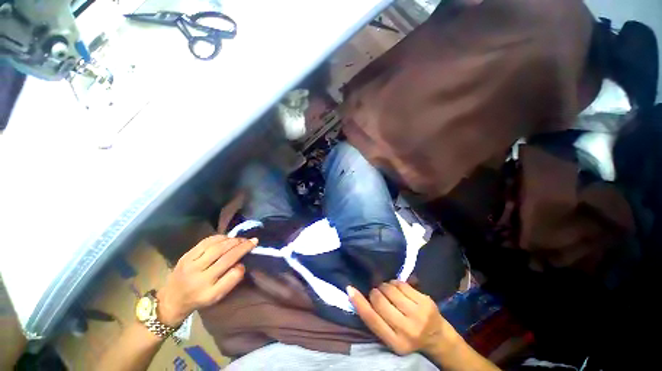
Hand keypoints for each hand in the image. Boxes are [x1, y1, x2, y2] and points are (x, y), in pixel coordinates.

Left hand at [156, 235, 256, 326]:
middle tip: (252, 240)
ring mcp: (190, 264)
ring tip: (241, 239)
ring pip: (216, 246)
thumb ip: (231, 280)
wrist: (171, 299)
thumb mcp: (216, 296)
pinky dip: (219, 237)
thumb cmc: (198, 299)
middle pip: (224, 255)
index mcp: (207, 290)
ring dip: (232, 240)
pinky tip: (226, 238)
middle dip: (241, 245)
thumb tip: (241, 263)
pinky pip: (206, 242)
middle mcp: (198, 276)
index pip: (231, 274)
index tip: (252, 251)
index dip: (244, 259)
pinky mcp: (185, 255)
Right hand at [348, 281, 460, 355]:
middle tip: (378, 293)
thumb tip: (356, 294)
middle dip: (375, 292)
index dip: (359, 303)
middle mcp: (406, 330)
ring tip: (389, 292)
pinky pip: (401, 284)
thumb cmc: (409, 336)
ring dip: (385, 287)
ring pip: (390, 289)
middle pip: (379, 301)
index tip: (350, 289)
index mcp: (395, 342)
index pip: (372, 319)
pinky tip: (399, 289)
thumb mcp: (391, 336)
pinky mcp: (425, 301)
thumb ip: (377, 319)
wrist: (438, 338)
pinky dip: (396, 283)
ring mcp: (418, 315)